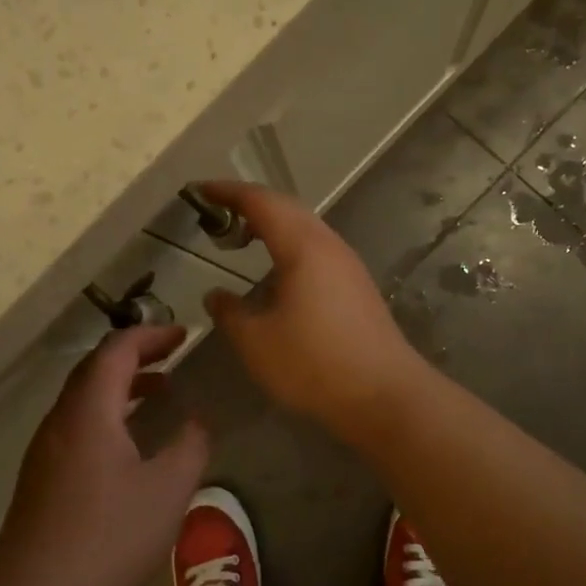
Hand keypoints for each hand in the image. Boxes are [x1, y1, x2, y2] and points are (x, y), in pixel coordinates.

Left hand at [0, 325, 208, 585]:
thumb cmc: (107, 540)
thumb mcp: (168, 491)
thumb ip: (190, 446)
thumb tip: (198, 419)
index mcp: (88, 411)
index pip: (116, 350)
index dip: (151, 335)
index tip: (183, 335)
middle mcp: (60, 421)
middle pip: (95, 368)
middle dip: (135, 354)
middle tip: (172, 355)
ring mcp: (44, 452)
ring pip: (83, 399)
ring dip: (120, 386)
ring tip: (158, 394)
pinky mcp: (40, 481)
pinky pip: (77, 426)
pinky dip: (107, 415)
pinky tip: (129, 447)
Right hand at [198, 181, 425, 436]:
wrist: (385, 395)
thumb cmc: (314, 364)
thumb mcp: (256, 342)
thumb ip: (230, 313)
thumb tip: (216, 296)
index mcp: (303, 246)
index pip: (260, 202)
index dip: (227, 192)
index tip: (199, 190)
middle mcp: (329, 245)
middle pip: (286, 207)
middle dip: (250, 203)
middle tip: (216, 212)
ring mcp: (348, 265)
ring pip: (305, 227)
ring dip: (272, 224)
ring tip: (241, 237)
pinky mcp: (357, 286)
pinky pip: (316, 248)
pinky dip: (288, 244)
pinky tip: (277, 271)